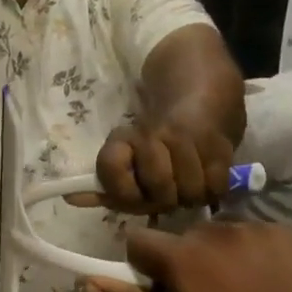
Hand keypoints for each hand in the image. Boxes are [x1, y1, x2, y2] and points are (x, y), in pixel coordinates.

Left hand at [75, 115, 234, 213]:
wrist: (200, 91)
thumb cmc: (157, 137)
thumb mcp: (126, 156)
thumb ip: (103, 184)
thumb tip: (71, 198)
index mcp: (126, 137)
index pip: (110, 167)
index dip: (122, 191)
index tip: (132, 194)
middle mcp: (155, 134)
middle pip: (158, 189)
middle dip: (163, 200)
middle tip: (166, 194)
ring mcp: (189, 139)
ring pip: (188, 192)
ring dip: (189, 197)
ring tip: (187, 186)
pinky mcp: (220, 144)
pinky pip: (214, 187)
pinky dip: (210, 191)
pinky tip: (205, 180)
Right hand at [89, 222, 291, 291]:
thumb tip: (92, 280)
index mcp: (183, 258)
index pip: (139, 241)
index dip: (143, 269)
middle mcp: (218, 231)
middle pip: (185, 239)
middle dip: (187, 265)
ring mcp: (261, 229)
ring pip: (226, 237)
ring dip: (225, 260)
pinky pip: (264, 238)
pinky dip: (263, 259)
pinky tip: (280, 291)